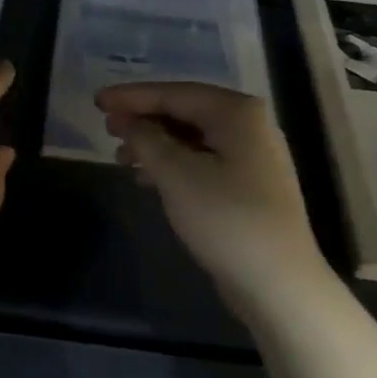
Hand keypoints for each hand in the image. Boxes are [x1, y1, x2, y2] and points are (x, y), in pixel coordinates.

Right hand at [98, 81, 329, 321]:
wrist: (278, 284)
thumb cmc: (226, 219)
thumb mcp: (176, 175)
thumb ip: (147, 140)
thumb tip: (129, 122)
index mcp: (237, 112)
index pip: (174, 93)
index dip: (132, 96)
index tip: (98, 101)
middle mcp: (249, 125)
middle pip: (185, 111)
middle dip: (143, 119)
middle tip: (106, 128)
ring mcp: (252, 156)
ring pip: (192, 138)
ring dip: (154, 144)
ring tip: (121, 158)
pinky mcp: (248, 185)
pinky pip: (202, 160)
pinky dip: (173, 164)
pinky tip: (147, 179)